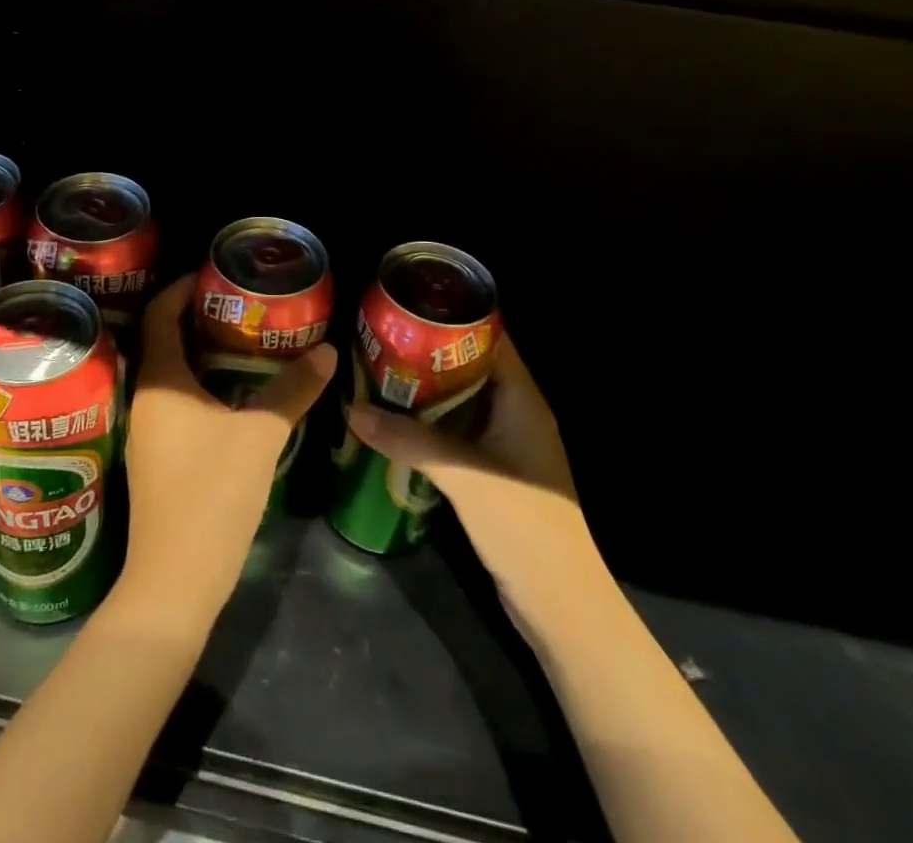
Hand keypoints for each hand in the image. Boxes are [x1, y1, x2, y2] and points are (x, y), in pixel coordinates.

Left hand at [121, 274, 335, 627]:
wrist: (175, 581)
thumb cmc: (211, 495)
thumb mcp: (260, 436)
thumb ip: (292, 390)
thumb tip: (327, 350)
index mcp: (160, 382)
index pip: (159, 314)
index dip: (181, 288)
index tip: (214, 274)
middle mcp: (145, 399)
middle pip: (163, 340)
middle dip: (198, 317)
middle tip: (240, 304)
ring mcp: (148, 431)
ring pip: (171, 374)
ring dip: (200, 352)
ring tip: (242, 340)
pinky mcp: (157, 457)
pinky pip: (176, 402)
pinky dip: (201, 385)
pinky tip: (233, 393)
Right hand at [347, 334, 592, 617]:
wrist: (561, 605)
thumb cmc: (523, 526)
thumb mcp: (461, 476)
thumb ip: (408, 440)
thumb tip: (352, 410)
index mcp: (522, 399)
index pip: (490, 339)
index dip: (452, 318)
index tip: (409, 307)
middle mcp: (516, 413)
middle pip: (470, 367)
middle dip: (427, 353)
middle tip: (381, 339)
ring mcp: (506, 445)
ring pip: (461, 401)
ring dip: (425, 390)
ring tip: (378, 372)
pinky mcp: (493, 473)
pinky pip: (457, 432)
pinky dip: (429, 423)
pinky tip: (394, 422)